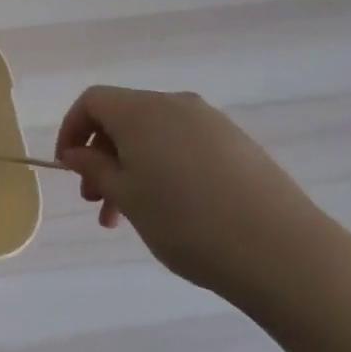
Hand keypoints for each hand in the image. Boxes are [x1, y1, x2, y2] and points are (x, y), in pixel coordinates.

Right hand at [54, 85, 325, 304]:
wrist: (282, 250)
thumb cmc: (187, 222)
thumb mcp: (128, 198)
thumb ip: (95, 169)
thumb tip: (78, 153)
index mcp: (142, 110)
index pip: (92, 101)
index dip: (72, 129)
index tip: (68, 168)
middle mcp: (175, 104)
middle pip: (124, 118)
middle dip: (102, 156)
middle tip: (98, 203)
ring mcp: (211, 122)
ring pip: (155, 136)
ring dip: (133, 168)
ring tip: (132, 217)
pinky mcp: (238, 144)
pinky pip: (185, 146)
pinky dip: (165, 168)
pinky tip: (175, 210)